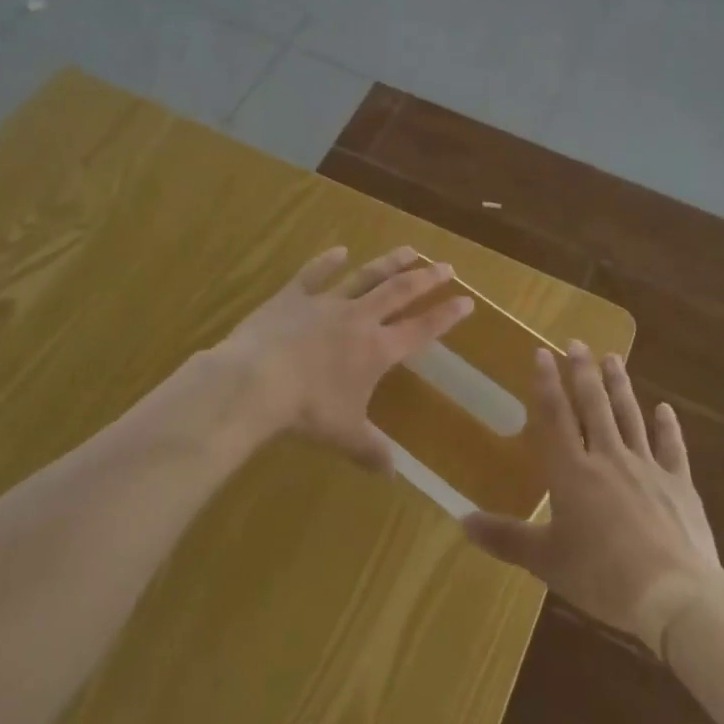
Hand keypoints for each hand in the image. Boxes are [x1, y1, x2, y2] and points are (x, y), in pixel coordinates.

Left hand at [215, 246, 472, 472]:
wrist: (256, 381)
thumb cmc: (307, 410)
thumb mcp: (344, 435)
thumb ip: (371, 450)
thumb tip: (391, 474)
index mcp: (377, 350)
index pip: (421, 329)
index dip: (446, 315)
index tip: (467, 300)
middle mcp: (358, 319)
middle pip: (399, 292)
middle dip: (425, 279)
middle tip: (446, 266)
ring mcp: (326, 303)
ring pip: (365, 276)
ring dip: (389, 262)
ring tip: (409, 249)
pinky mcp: (293, 296)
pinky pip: (314, 273)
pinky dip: (328, 261)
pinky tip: (340, 250)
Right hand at [463, 342, 721, 651]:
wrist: (673, 594)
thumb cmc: (601, 576)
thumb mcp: (546, 560)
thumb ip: (505, 538)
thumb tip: (461, 522)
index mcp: (572, 472)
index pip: (555, 416)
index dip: (547, 383)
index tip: (542, 352)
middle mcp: (608, 458)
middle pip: (593, 405)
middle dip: (583, 372)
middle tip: (577, 343)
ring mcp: (647, 467)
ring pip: (630, 416)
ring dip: (620, 386)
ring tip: (613, 358)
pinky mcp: (679, 484)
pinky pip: (671, 447)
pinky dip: (668, 426)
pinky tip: (665, 408)